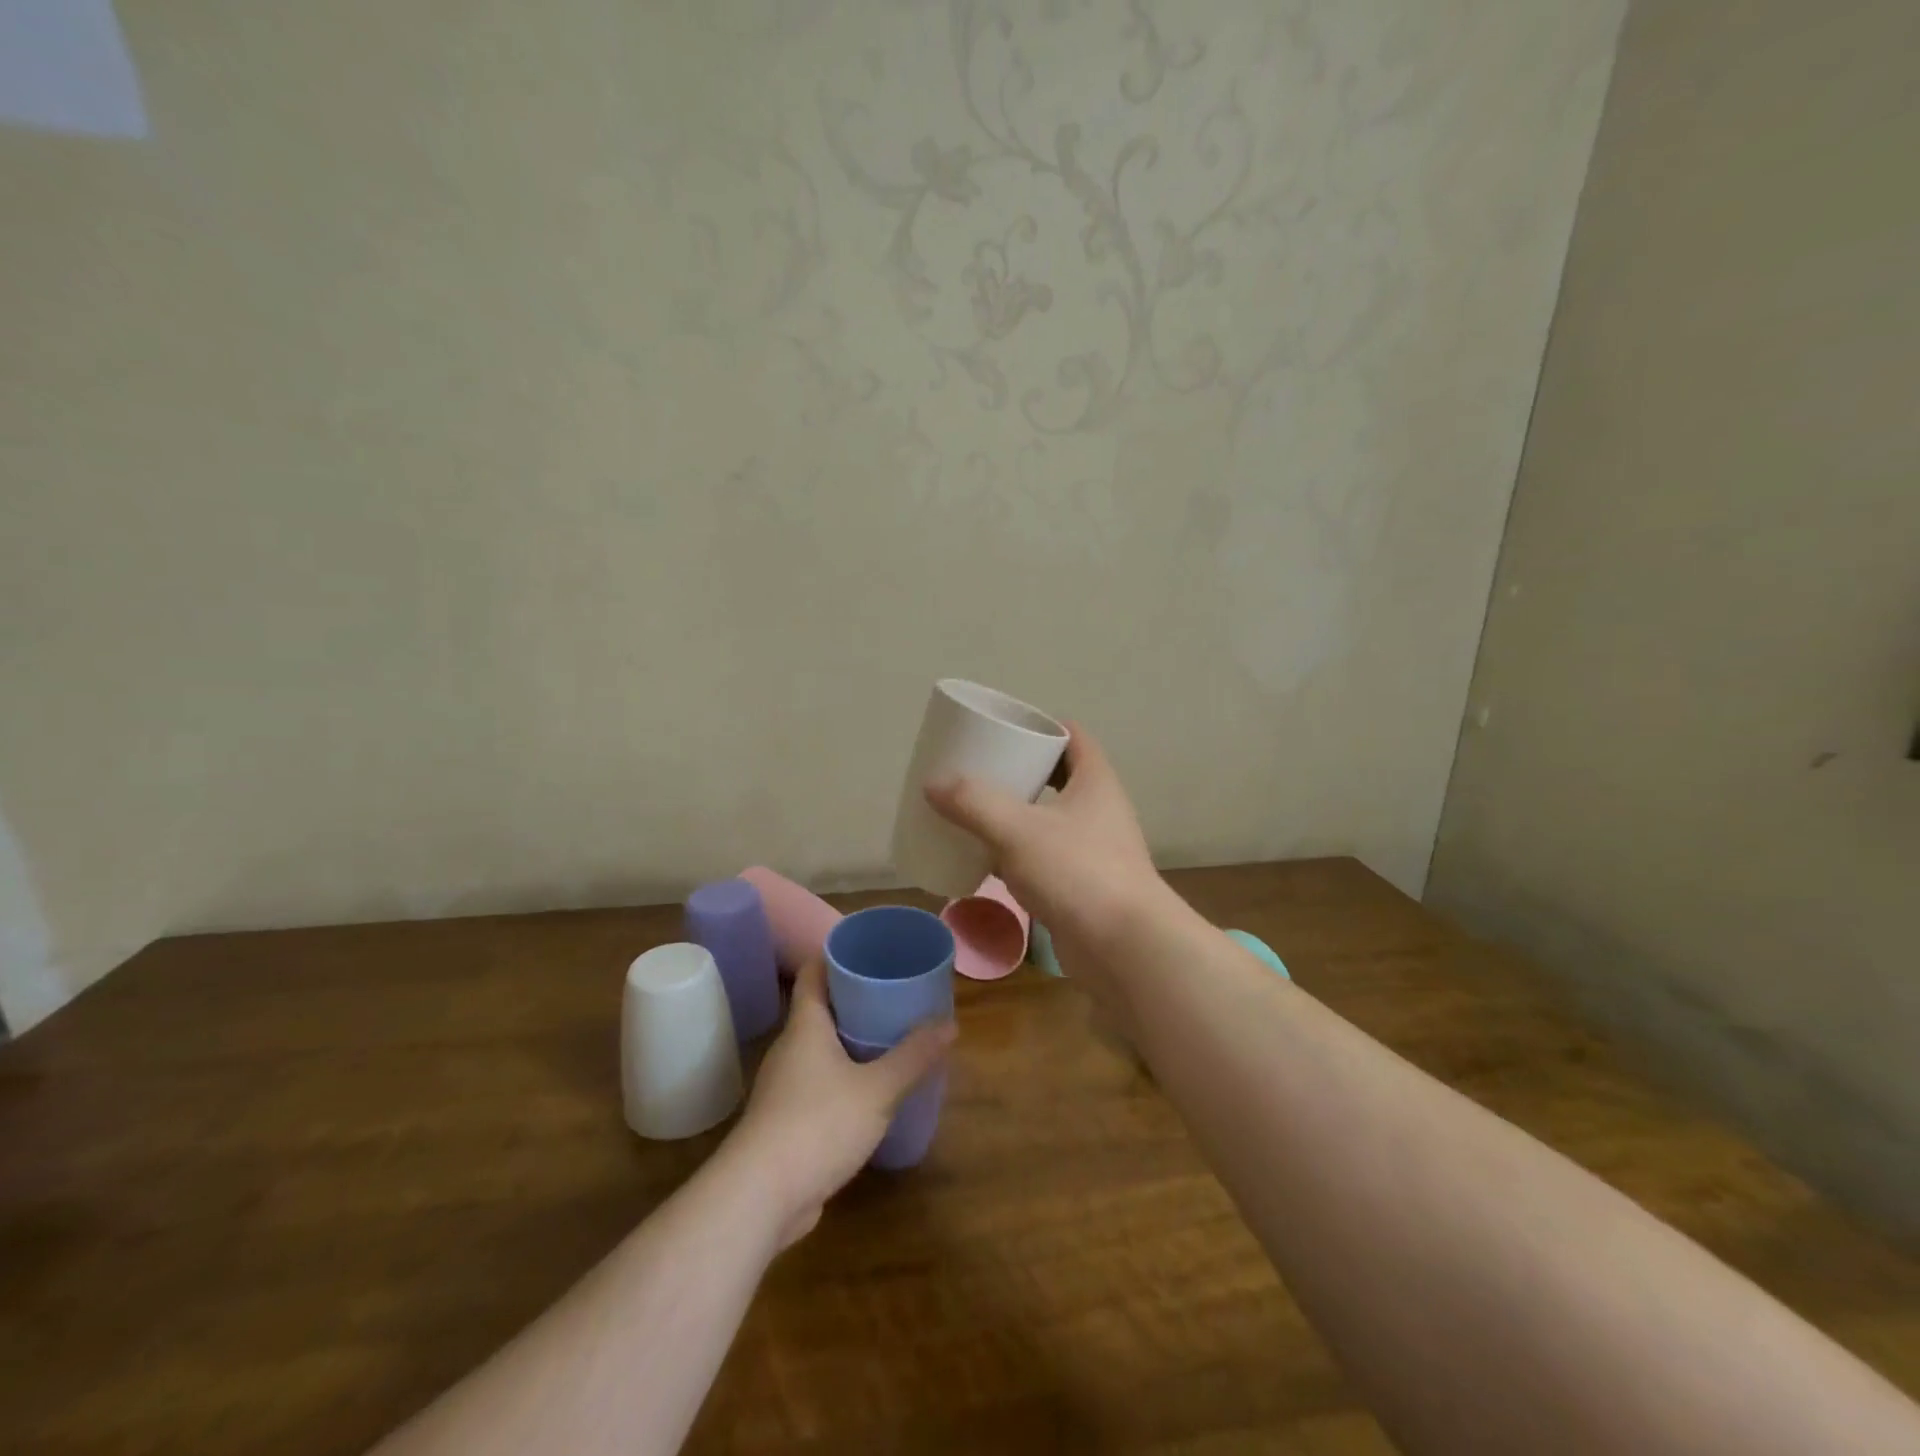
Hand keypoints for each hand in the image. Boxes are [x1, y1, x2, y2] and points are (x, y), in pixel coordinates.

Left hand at [729, 957, 954, 1246]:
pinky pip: (819, 1083)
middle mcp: (790, 1048)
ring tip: (890, 1038)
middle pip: (820, 1008)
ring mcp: (784, 1087)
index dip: (837, 954)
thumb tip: (949, 1023)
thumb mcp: (877, 1089)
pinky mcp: (786, 1121)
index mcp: (805, 1026)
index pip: (813, 973)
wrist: (759, 1198)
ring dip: (851, 1041)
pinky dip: (844, 1077)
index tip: (870, 949)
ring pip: (820, 1049)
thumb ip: (914, 1056)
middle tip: (895, 993)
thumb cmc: (818, 1125)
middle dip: (855, 999)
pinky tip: (871, 1090)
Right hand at [925, 724, 1178, 996]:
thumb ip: (974, 803)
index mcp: (1094, 782)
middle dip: (1020, 772)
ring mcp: (1094, 849)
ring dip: (1017, 815)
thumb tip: (934, 783)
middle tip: (979, 771)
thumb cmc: (1077, 872)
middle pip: (1058, 777)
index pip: (1072, 736)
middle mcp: (1099, 810)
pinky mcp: (1084, 885)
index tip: (1003, 730)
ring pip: (1050, 820)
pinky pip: (1046, 858)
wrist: (1124, 948)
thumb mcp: (1017, 830)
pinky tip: (987, 861)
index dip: (1041, 727)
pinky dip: (1018, 854)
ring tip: (975, 812)